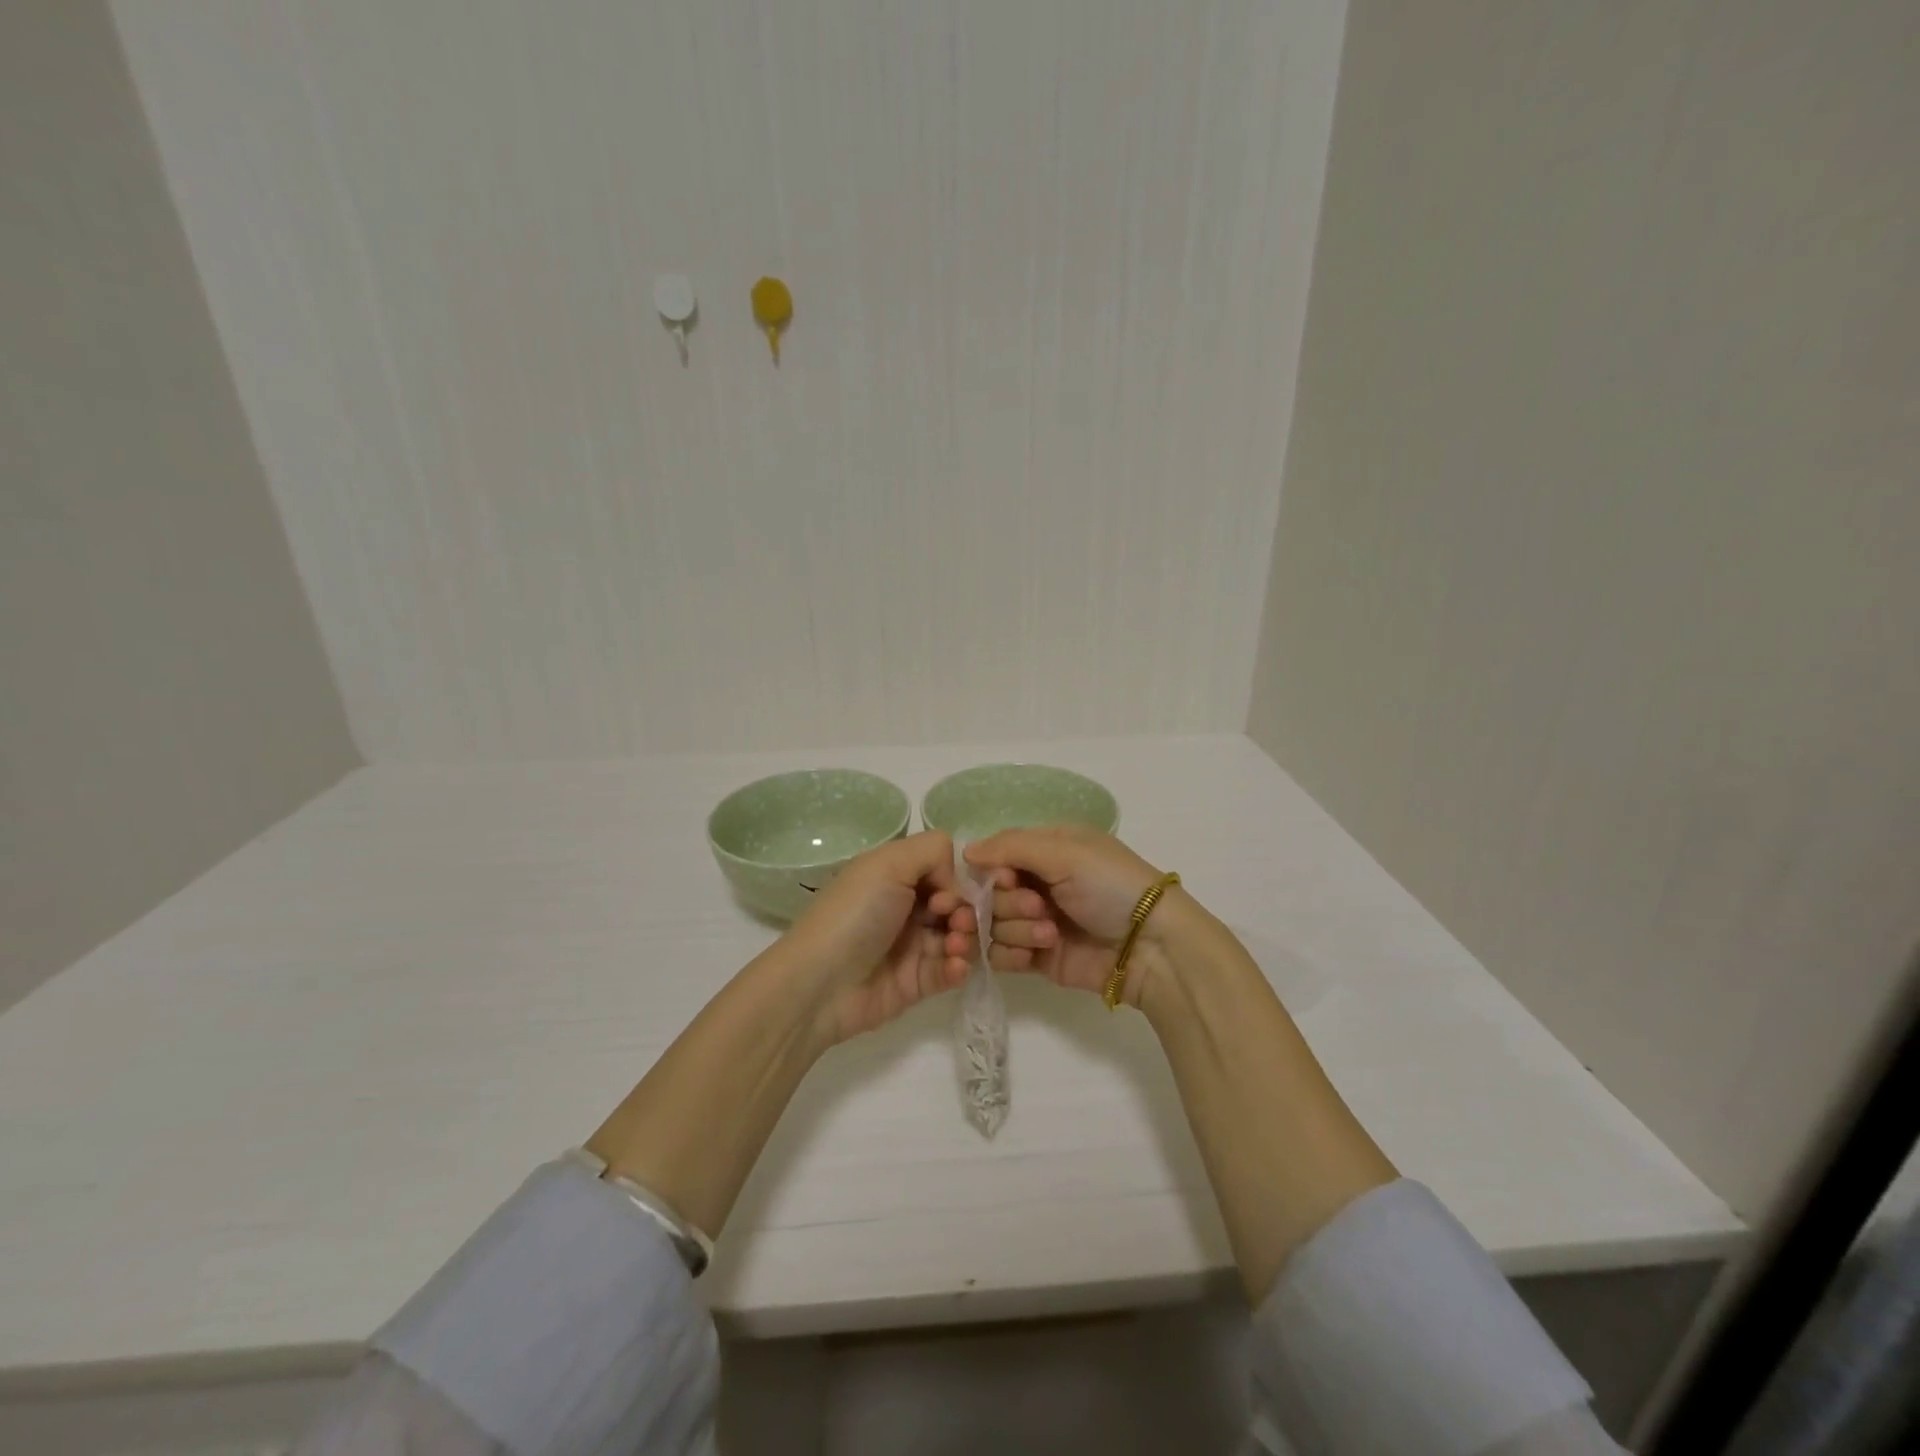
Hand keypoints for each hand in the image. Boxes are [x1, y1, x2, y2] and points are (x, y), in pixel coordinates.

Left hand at [777, 831, 973, 1044]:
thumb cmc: (855, 914)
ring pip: (959, 936)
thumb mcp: (888, 863)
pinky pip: (951, 970)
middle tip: (955, 922)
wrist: (820, 983)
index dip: (954, 879)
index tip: (945, 893)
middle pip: (957, 903)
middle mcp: (907, 907)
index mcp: (896, 876)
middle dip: (966, 910)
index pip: (944, 869)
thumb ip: (932, 850)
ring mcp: (913, 946)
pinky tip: (953, 967)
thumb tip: (954, 878)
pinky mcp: (917, 982)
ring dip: (966, 938)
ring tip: (954, 947)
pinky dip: (959, 967)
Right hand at [954, 826, 1173, 1006]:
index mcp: (1046, 849)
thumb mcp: (1064, 852)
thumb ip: (1010, 847)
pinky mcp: (1037, 957)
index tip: (1007, 879)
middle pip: (990, 892)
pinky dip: (1011, 954)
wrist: (1149, 946)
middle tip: (1039, 908)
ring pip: (992, 924)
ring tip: (1049, 934)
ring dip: (1016, 928)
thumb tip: (965, 850)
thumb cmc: (1110, 886)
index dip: (992, 869)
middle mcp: (1037, 882)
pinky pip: (1001, 954)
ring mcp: (1035, 921)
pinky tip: (1033, 955)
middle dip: (1009, 902)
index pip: (996, 854)